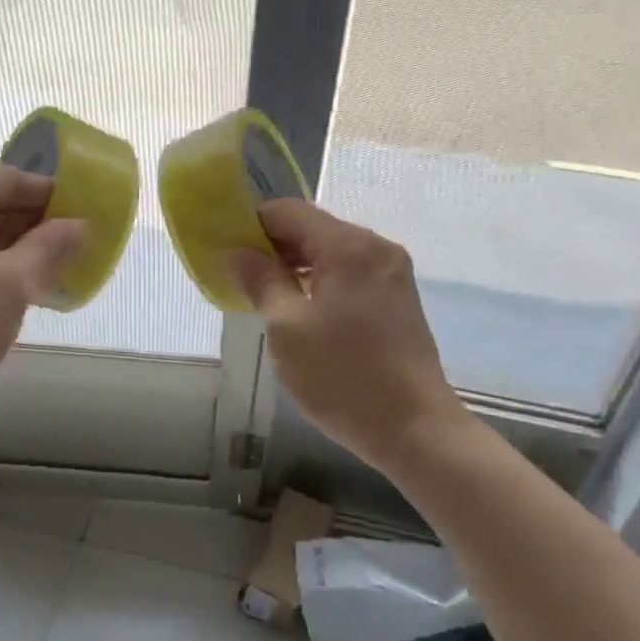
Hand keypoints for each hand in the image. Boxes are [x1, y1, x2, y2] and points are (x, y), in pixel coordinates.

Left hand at [0, 165, 85, 420]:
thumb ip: (50, 247)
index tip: (80, 214)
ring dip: (10, 241)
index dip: (47, 193)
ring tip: (46, 268)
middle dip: (30, 219)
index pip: (6, 179)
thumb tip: (79, 224)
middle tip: (68, 245)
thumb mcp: (14, 286)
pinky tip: (9, 285)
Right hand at [228, 200, 464, 472]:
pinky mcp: (398, 298)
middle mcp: (375, 247)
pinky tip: (300, 310)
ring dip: (295, 266)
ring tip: (264, 296)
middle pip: (312, 228)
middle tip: (238, 277)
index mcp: (348, 246)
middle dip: (272, 247)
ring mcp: (392, 273)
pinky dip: (320, 281)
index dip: (250, 224)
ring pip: (331, 252)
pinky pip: (350, 274)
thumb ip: (260, 281)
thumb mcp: (287, 328)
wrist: (415, 429)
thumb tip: (238, 252)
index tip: (224, 248)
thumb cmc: (343, 377)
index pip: (288, 211)